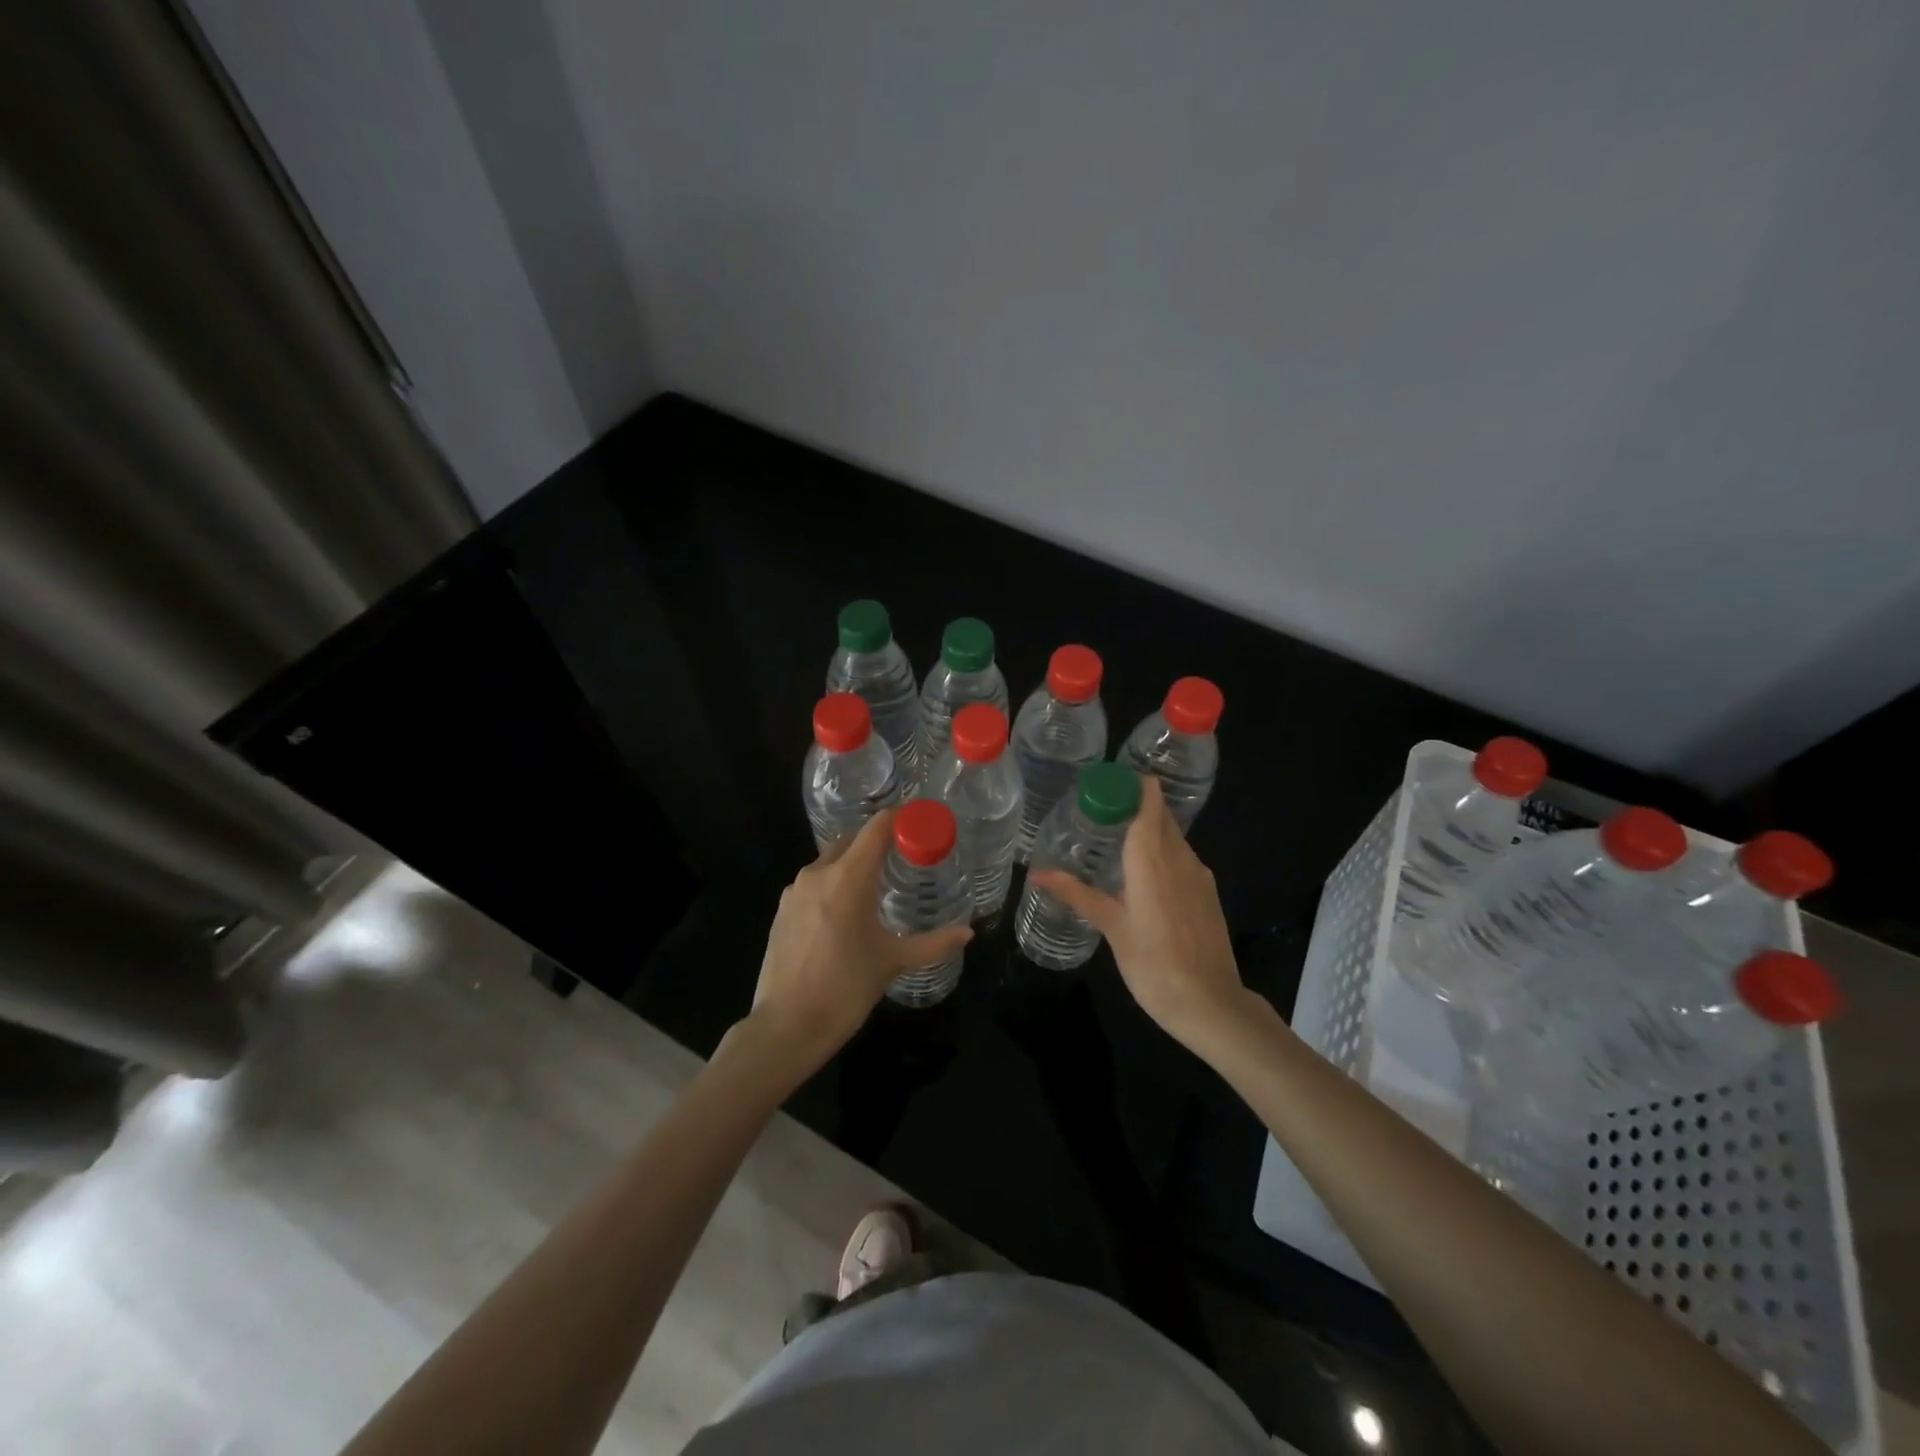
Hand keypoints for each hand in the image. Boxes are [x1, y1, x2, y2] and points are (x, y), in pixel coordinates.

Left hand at [748, 810, 973, 1072]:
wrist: (786, 1027)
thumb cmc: (845, 989)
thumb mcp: (893, 962)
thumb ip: (934, 943)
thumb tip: (969, 932)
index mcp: (848, 878)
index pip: (876, 828)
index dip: (899, 819)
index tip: (920, 822)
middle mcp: (818, 873)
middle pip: (852, 839)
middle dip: (877, 840)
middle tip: (905, 854)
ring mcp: (795, 891)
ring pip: (830, 860)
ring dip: (853, 862)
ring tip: (878, 883)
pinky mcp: (782, 910)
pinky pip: (814, 882)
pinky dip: (833, 883)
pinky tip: (846, 910)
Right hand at [1031, 775, 1245, 1046]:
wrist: (1210, 1004)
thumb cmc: (1153, 963)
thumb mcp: (1110, 926)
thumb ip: (1075, 893)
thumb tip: (1036, 873)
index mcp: (1153, 857)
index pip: (1149, 800)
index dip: (1130, 784)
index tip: (1102, 784)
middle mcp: (1179, 856)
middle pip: (1159, 814)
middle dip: (1132, 805)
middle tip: (1096, 813)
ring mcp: (1198, 874)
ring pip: (1172, 836)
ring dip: (1147, 830)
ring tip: (1112, 841)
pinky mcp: (1207, 893)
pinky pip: (1181, 858)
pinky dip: (1160, 853)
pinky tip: (1140, 875)